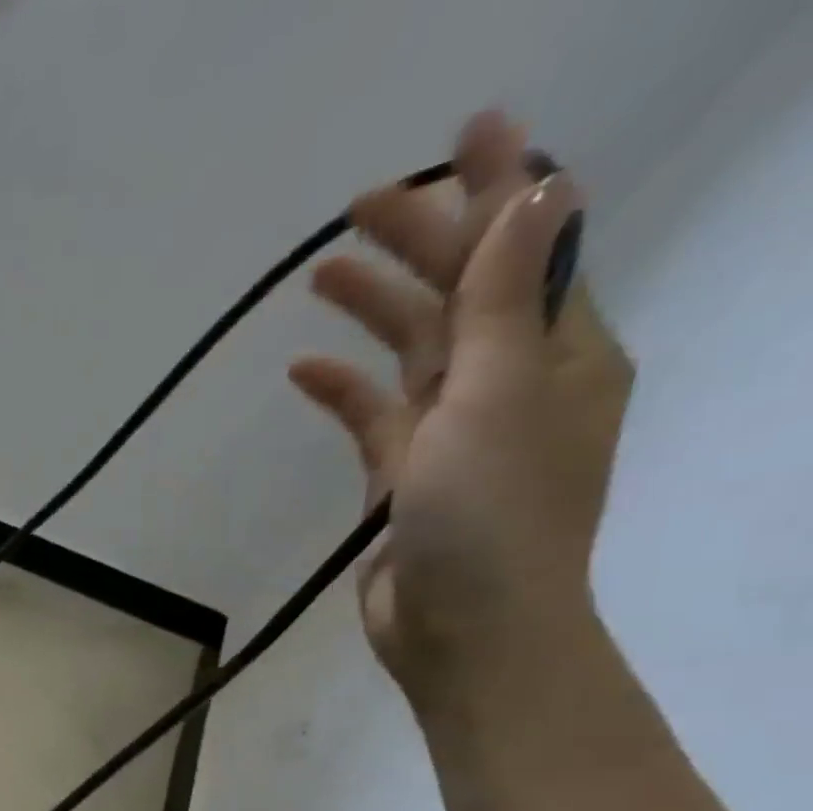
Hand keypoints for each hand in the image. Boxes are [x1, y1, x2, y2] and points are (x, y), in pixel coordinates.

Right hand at [288, 110, 635, 707]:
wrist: (464, 628)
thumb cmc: (492, 515)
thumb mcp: (502, 397)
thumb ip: (506, 299)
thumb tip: (538, 190)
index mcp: (560, 353)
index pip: (531, 249)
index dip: (504, 184)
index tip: (469, 129)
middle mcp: (513, 383)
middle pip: (463, 293)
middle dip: (419, 242)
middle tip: (360, 205)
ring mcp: (453, 433)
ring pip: (412, 351)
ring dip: (372, 310)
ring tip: (321, 274)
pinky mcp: (402, 477)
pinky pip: (372, 416)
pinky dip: (342, 390)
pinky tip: (303, 371)